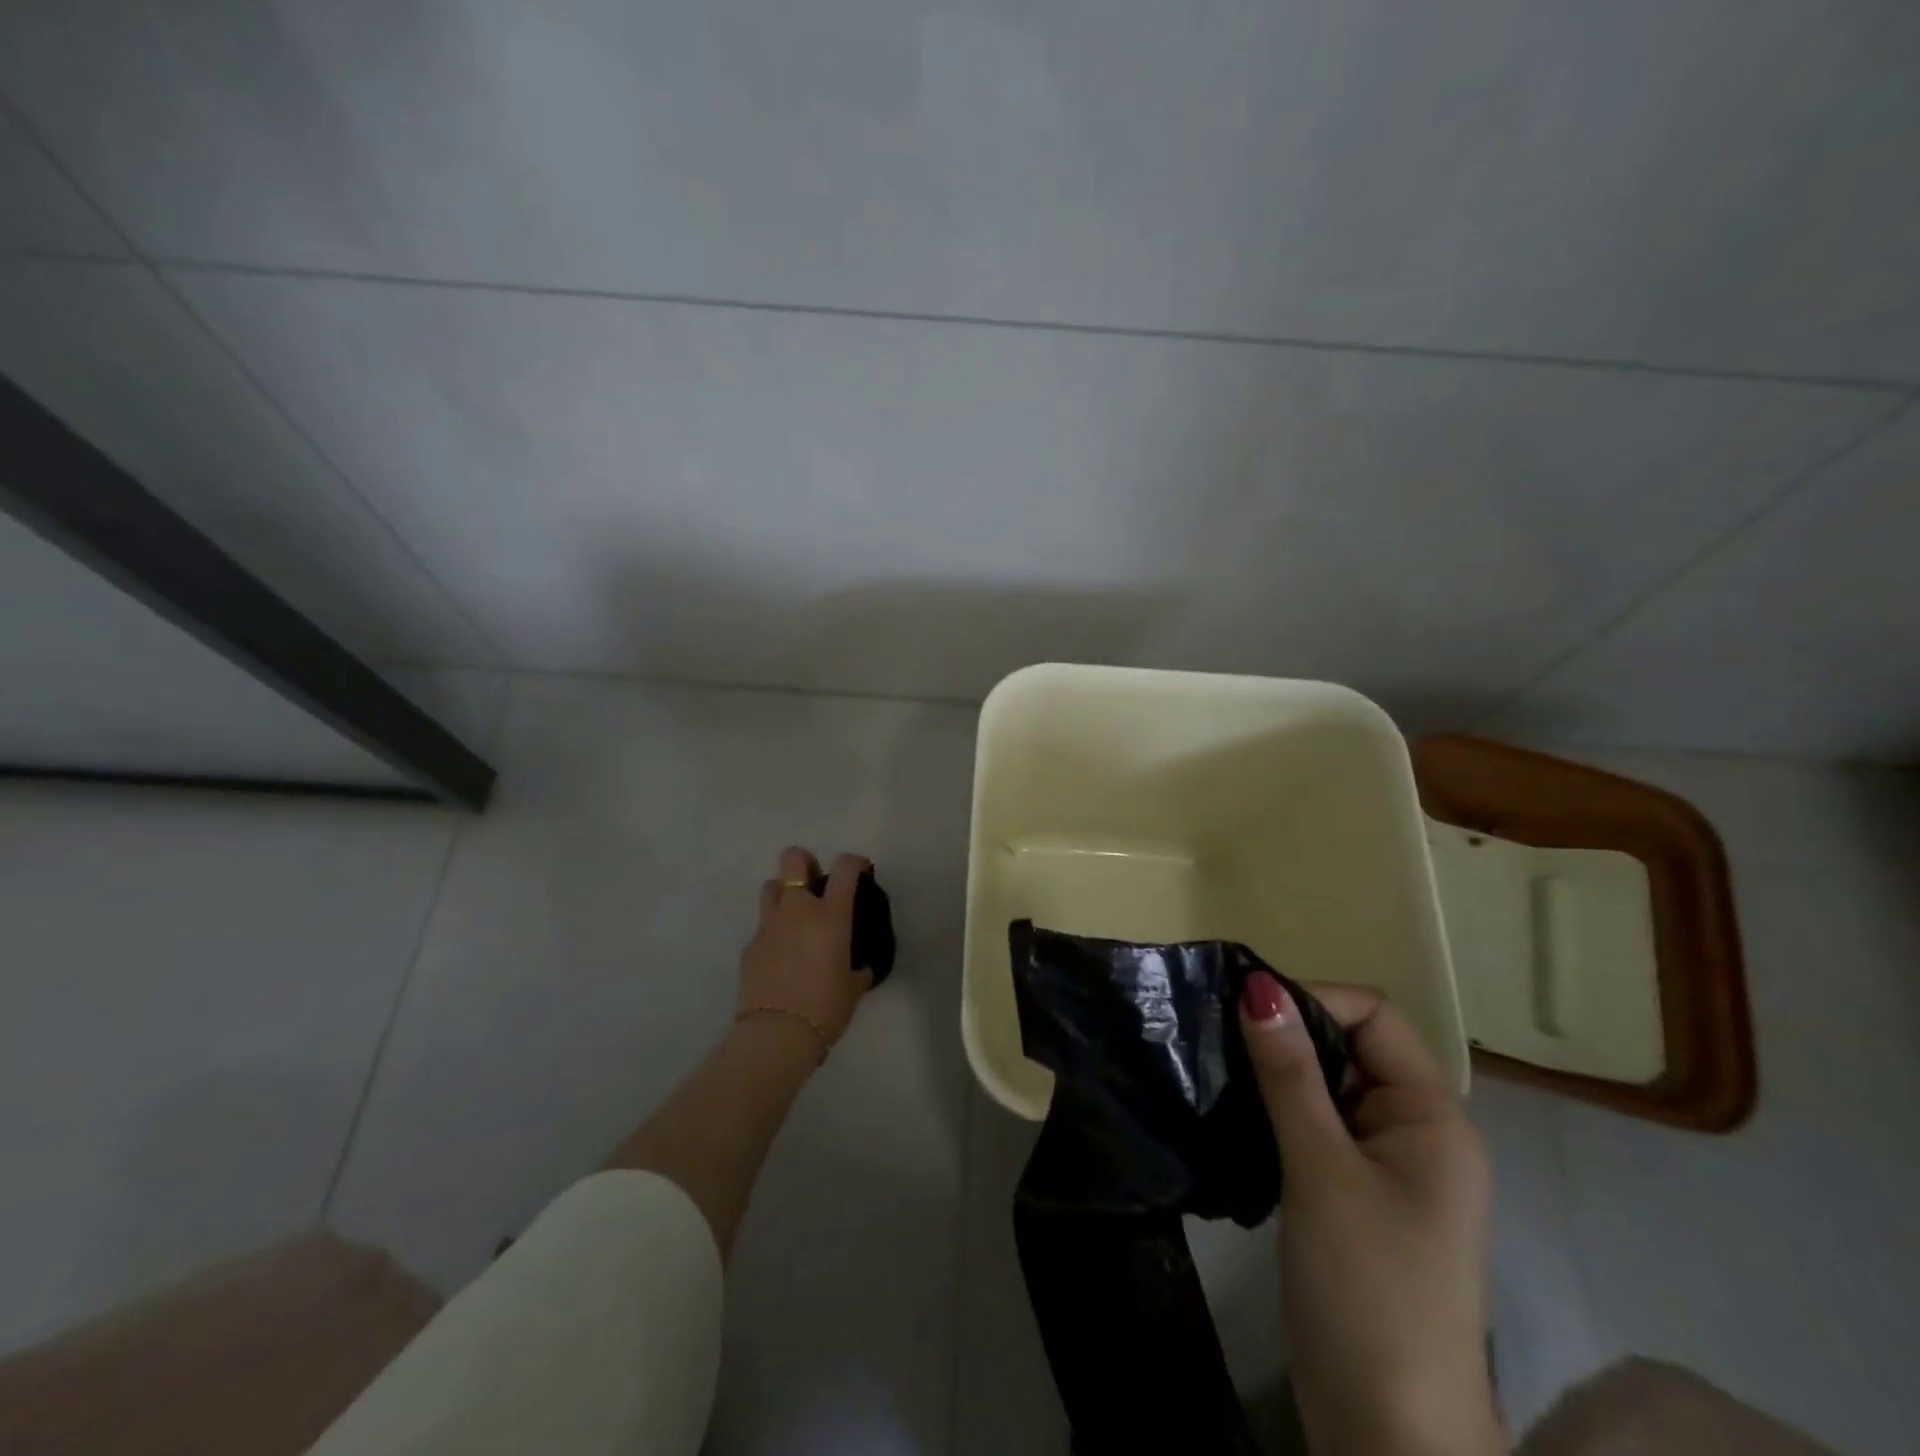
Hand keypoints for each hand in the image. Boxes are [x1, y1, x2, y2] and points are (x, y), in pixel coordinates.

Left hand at [737, 846, 875, 1054]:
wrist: (777, 1035)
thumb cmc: (826, 1008)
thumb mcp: (854, 985)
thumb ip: (858, 966)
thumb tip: (860, 965)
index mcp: (830, 915)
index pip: (845, 867)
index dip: (855, 862)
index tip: (861, 871)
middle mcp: (798, 910)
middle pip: (793, 859)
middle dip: (805, 863)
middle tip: (816, 884)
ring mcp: (769, 926)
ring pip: (771, 886)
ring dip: (785, 894)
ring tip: (796, 918)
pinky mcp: (749, 946)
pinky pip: (763, 927)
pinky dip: (774, 933)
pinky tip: (782, 957)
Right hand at [1240, 974, 1499, 1455]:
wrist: (1389, 1434)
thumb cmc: (1367, 1289)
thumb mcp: (1320, 1169)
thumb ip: (1289, 1073)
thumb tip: (1258, 985)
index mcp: (1433, 1116)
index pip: (1373, 1016)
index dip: (1312, 1001)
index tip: (1245, 1013)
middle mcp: (1416, 1130)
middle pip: (1350, 1045)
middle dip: (1288, 1035)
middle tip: (1220, 1039)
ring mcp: (1386, 1166)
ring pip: (1327, 1085)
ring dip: (1277, 1073)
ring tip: (1218, 1069)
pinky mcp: (1355, 1194)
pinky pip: (1316, 1124)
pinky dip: (1277, 1109)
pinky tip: (1235, 1113)